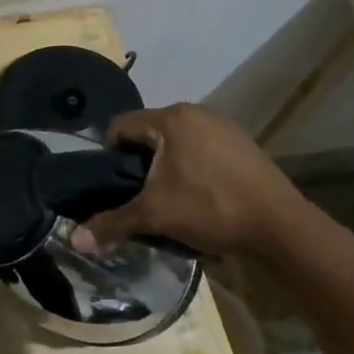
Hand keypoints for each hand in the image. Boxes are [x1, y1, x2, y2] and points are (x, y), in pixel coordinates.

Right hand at [76, 103, 319, 257]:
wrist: (280, 227)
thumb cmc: (210, 208)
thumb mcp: (154, 216)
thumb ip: (111, 223)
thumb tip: (73, 241)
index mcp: (171, 119)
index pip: (120, 126)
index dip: (109, 156)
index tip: (114, 186)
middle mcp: (197, 113)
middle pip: (149, 133)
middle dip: (139, 163)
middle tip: (138, 196)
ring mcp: (225, 127)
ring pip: (177, 142)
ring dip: (165, 167)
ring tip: (169, 199)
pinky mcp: (243, 145)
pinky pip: (202, 150)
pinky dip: (192, 168)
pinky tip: (200, 197)